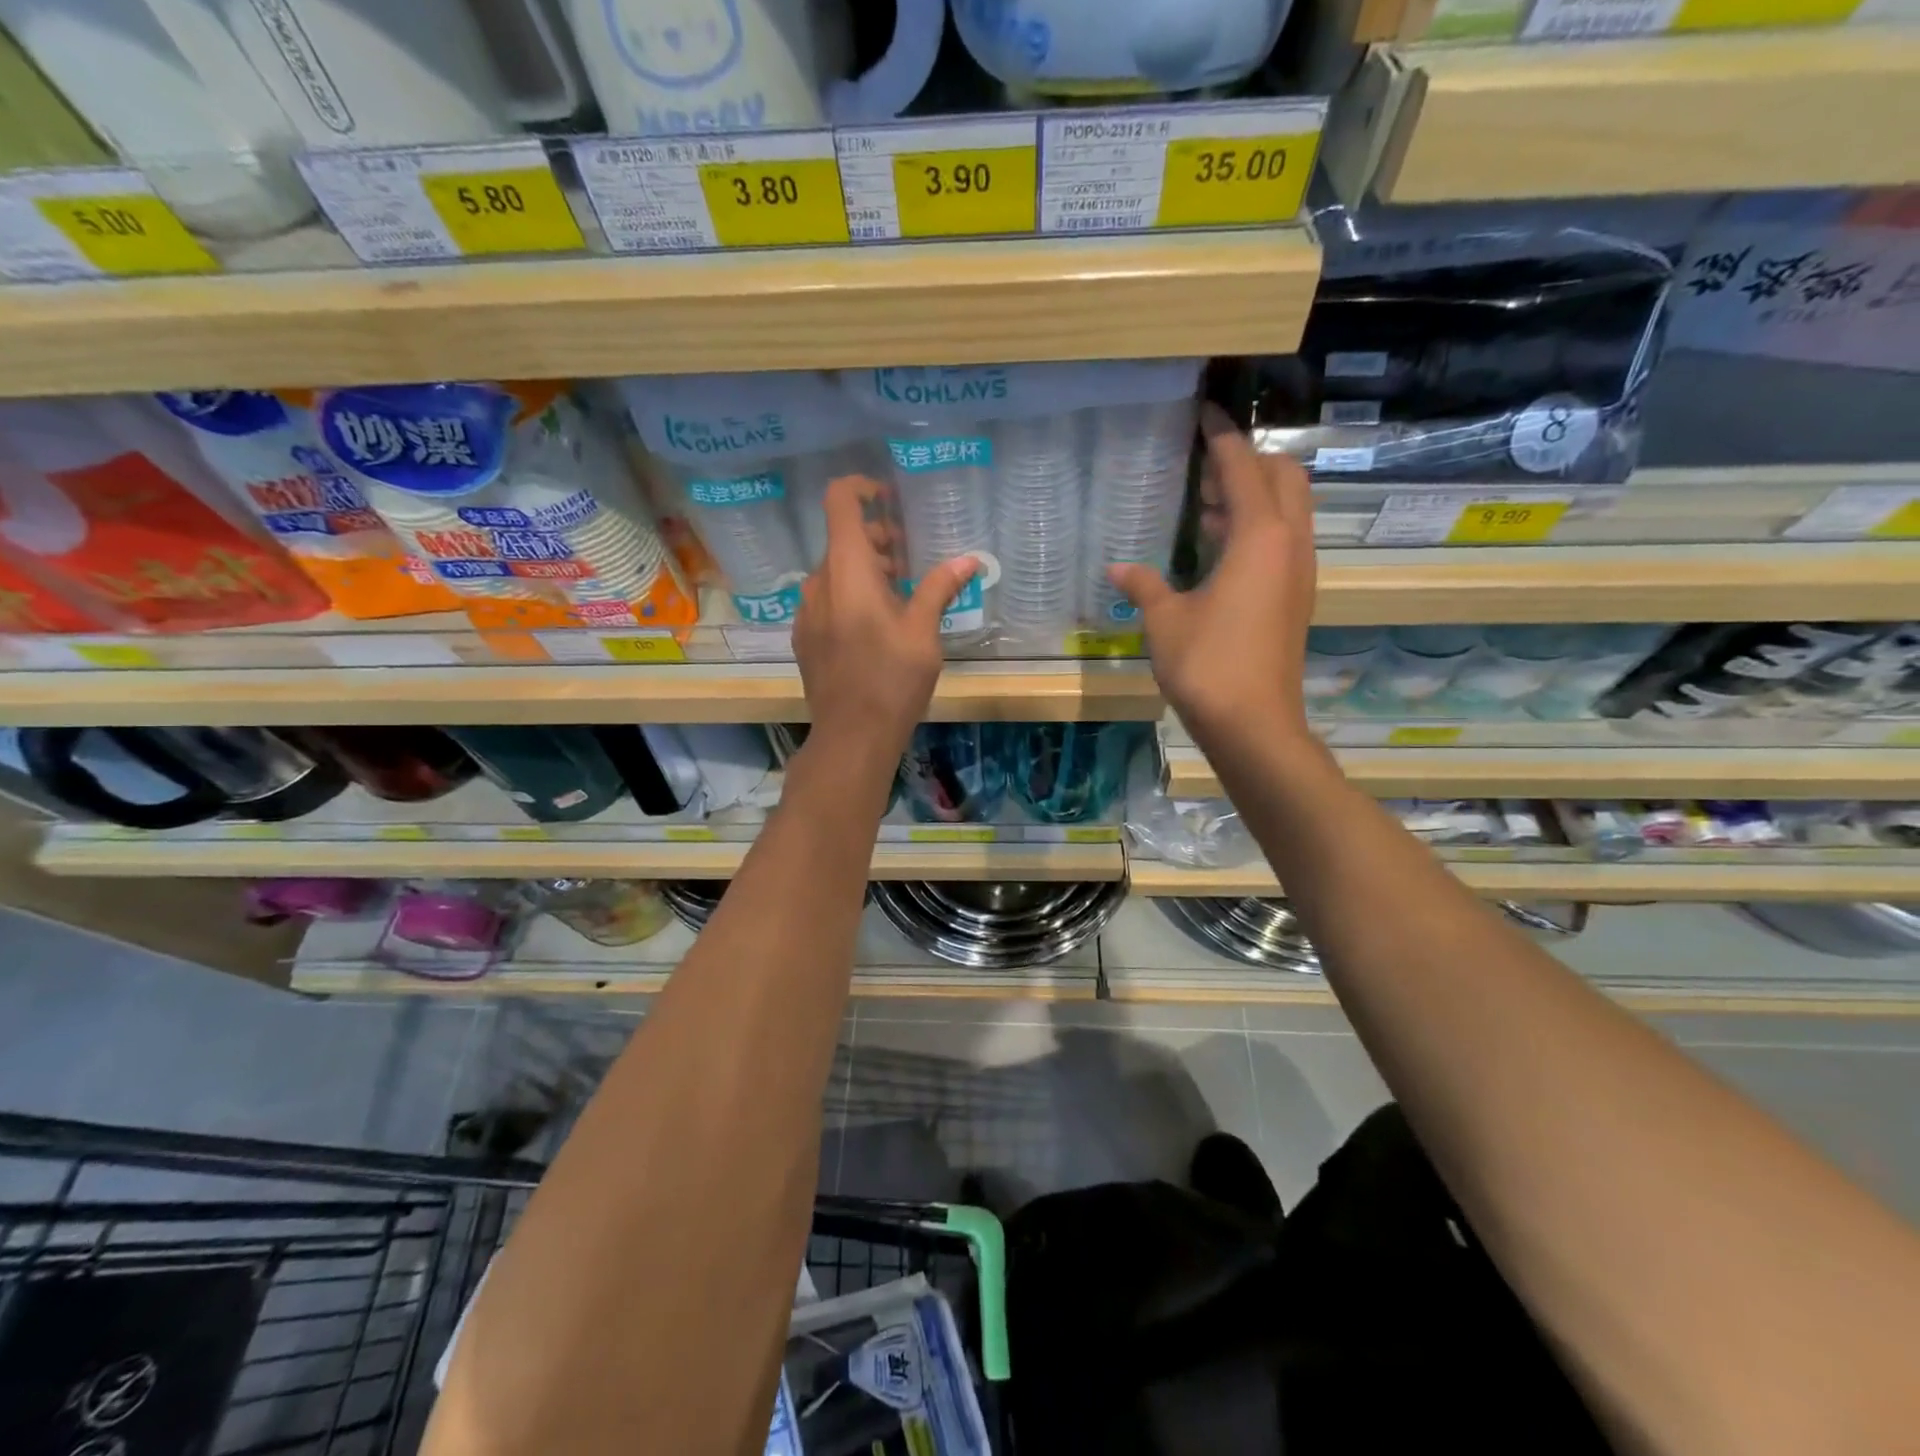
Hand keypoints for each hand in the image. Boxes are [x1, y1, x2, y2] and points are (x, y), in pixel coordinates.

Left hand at [794, 475, 975, 761]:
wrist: (852, 736)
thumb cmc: (892, 680)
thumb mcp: (924, 632)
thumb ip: (940, 588)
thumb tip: (969, 559)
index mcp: (848, 570)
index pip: (840, 502)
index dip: (862, 488)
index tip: (889, 499)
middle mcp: (818, 582)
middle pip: (842, 540)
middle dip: (877, 540)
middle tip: (910, 563)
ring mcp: (806, 611)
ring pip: (835, 572)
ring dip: (865, 571)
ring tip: (899, 597)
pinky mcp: (804, 637)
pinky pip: (826, 599)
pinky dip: (849, 596)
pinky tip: (874, 627)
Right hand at [1109, 404, 1316, 754]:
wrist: (1254, 724)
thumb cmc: (1207, 664)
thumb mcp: (1164, 620)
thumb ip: (1144, 584)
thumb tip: (1117, 567)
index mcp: (1260, 536)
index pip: (1243, 465)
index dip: (1221, 435)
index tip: (1203, 412)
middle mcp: (1289, 543)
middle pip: (1283, 476)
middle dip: (1248, 460)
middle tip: (1205, 465)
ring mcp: (1298, 571)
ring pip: (1288, 509)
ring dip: (1254, 495)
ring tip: (1207, 502)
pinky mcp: (1296, 596)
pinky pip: (1282, 540)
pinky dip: (1257, 528)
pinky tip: (1219, 548)